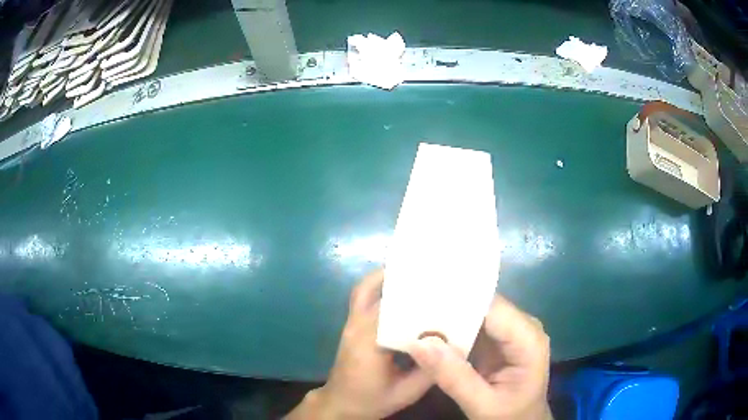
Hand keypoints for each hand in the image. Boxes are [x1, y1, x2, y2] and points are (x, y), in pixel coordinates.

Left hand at [285, 270, 431, 418]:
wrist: (340, 404)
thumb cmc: (372, 400)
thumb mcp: (407, 392)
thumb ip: (430, 371)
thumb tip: (455, 345)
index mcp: (370, 343)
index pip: (395, 309)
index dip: (419, 295)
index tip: (444, 286)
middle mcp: (357, 326)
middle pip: (380, 292)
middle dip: (407, 280)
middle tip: (435, 273)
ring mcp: (351, 323)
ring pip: (365, 288)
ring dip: (388, 276)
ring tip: (416, 271)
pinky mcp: (351, 325)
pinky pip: (362, 296)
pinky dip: (379, 285)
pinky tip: (399, 286)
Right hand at [408, 296, 551, 419]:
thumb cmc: (509, 416)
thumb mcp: (482, 404)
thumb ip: (453, 377)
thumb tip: (418, 343)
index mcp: (528, 339)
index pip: (491, 307)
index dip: (457, 300)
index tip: (420, 298)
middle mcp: (522, 327)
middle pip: (483, 306)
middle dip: (447, 307)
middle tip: (409, 307)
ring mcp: (510, 332)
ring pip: (475, 314)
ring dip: (446, 317)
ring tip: (412, 316)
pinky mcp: (498, 340)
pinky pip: (471, 327)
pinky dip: (450, 330)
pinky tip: (426, 330)